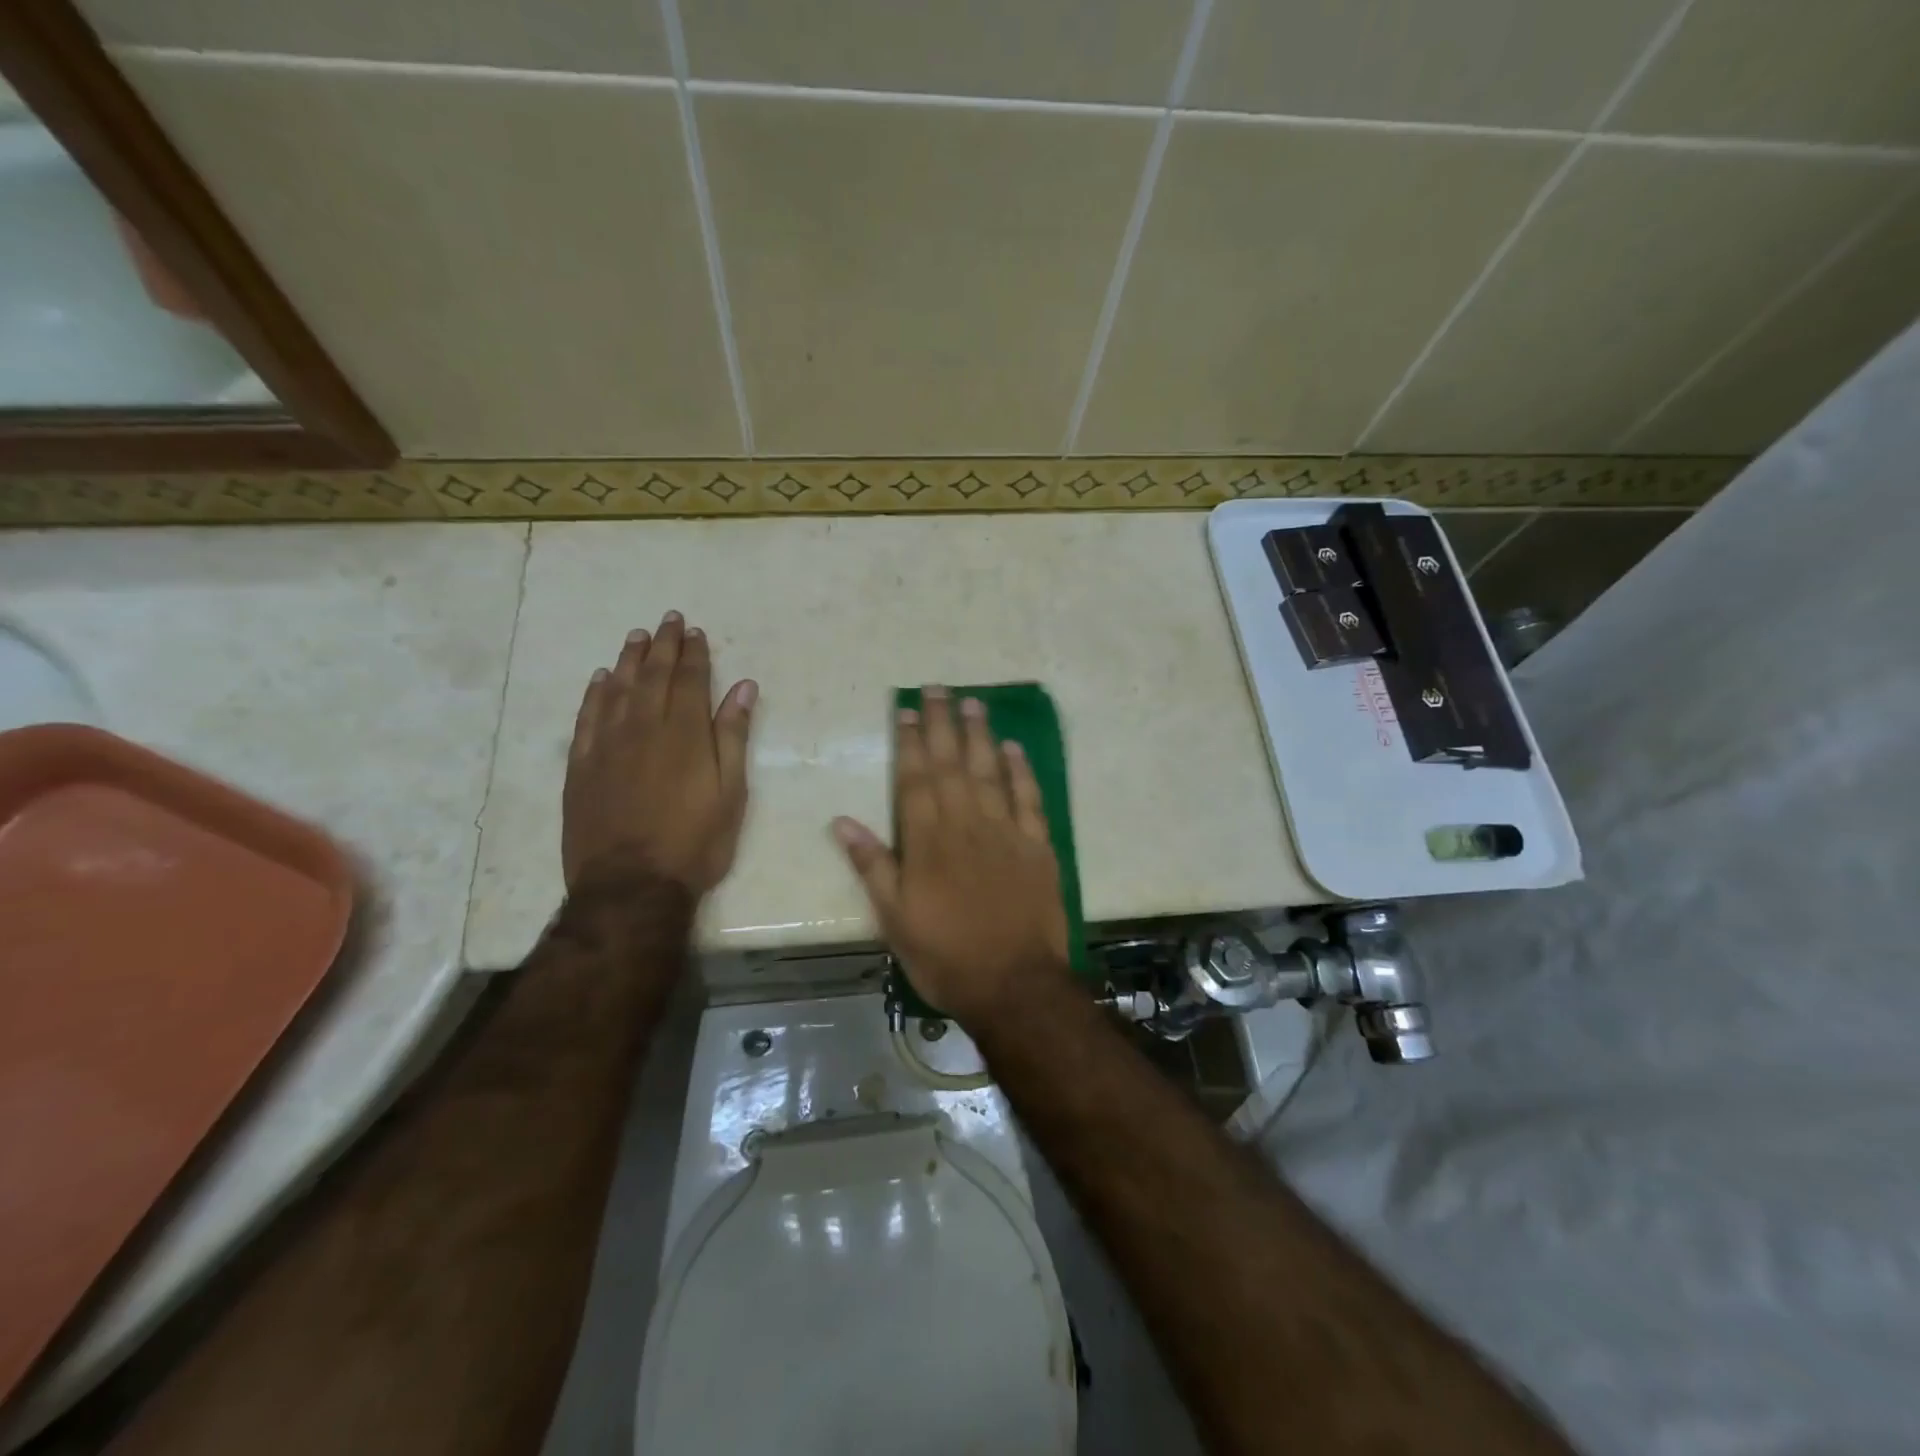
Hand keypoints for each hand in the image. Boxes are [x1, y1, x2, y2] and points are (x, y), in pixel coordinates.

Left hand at [562, 612, 755, 896]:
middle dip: (663, 645)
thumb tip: (743, 688)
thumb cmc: (695, 842)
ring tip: (637, 636)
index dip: (694, 654)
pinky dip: (594, 694)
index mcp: (685, 734)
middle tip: (668, 620)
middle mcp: (643, 728)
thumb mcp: (731, 792)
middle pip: (652, 676)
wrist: (631, 885)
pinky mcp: (581, 766)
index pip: (689, 680)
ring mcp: (607, 746)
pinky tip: (601, 679)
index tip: (695, 632)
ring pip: (617, 690)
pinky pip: (586, 718)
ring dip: (629, 660)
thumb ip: (733, 736)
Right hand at [832, 687, 1070, 1029]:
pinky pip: (1028, 799)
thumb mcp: (895, 919)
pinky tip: (1013, 748)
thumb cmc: (946, 956)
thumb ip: (872, 866)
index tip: (906, 710)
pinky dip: (1021, 771)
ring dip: (980, 735)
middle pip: (951, 765)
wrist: (1014, 984)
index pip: (915, 780)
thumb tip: (841, 821)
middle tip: (938, 688)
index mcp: (927, 842)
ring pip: (989, 772)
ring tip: (972, 702)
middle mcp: (966, 826)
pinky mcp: (1037, 846)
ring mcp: (1005, 833)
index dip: (910, 743)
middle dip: (942, 724)